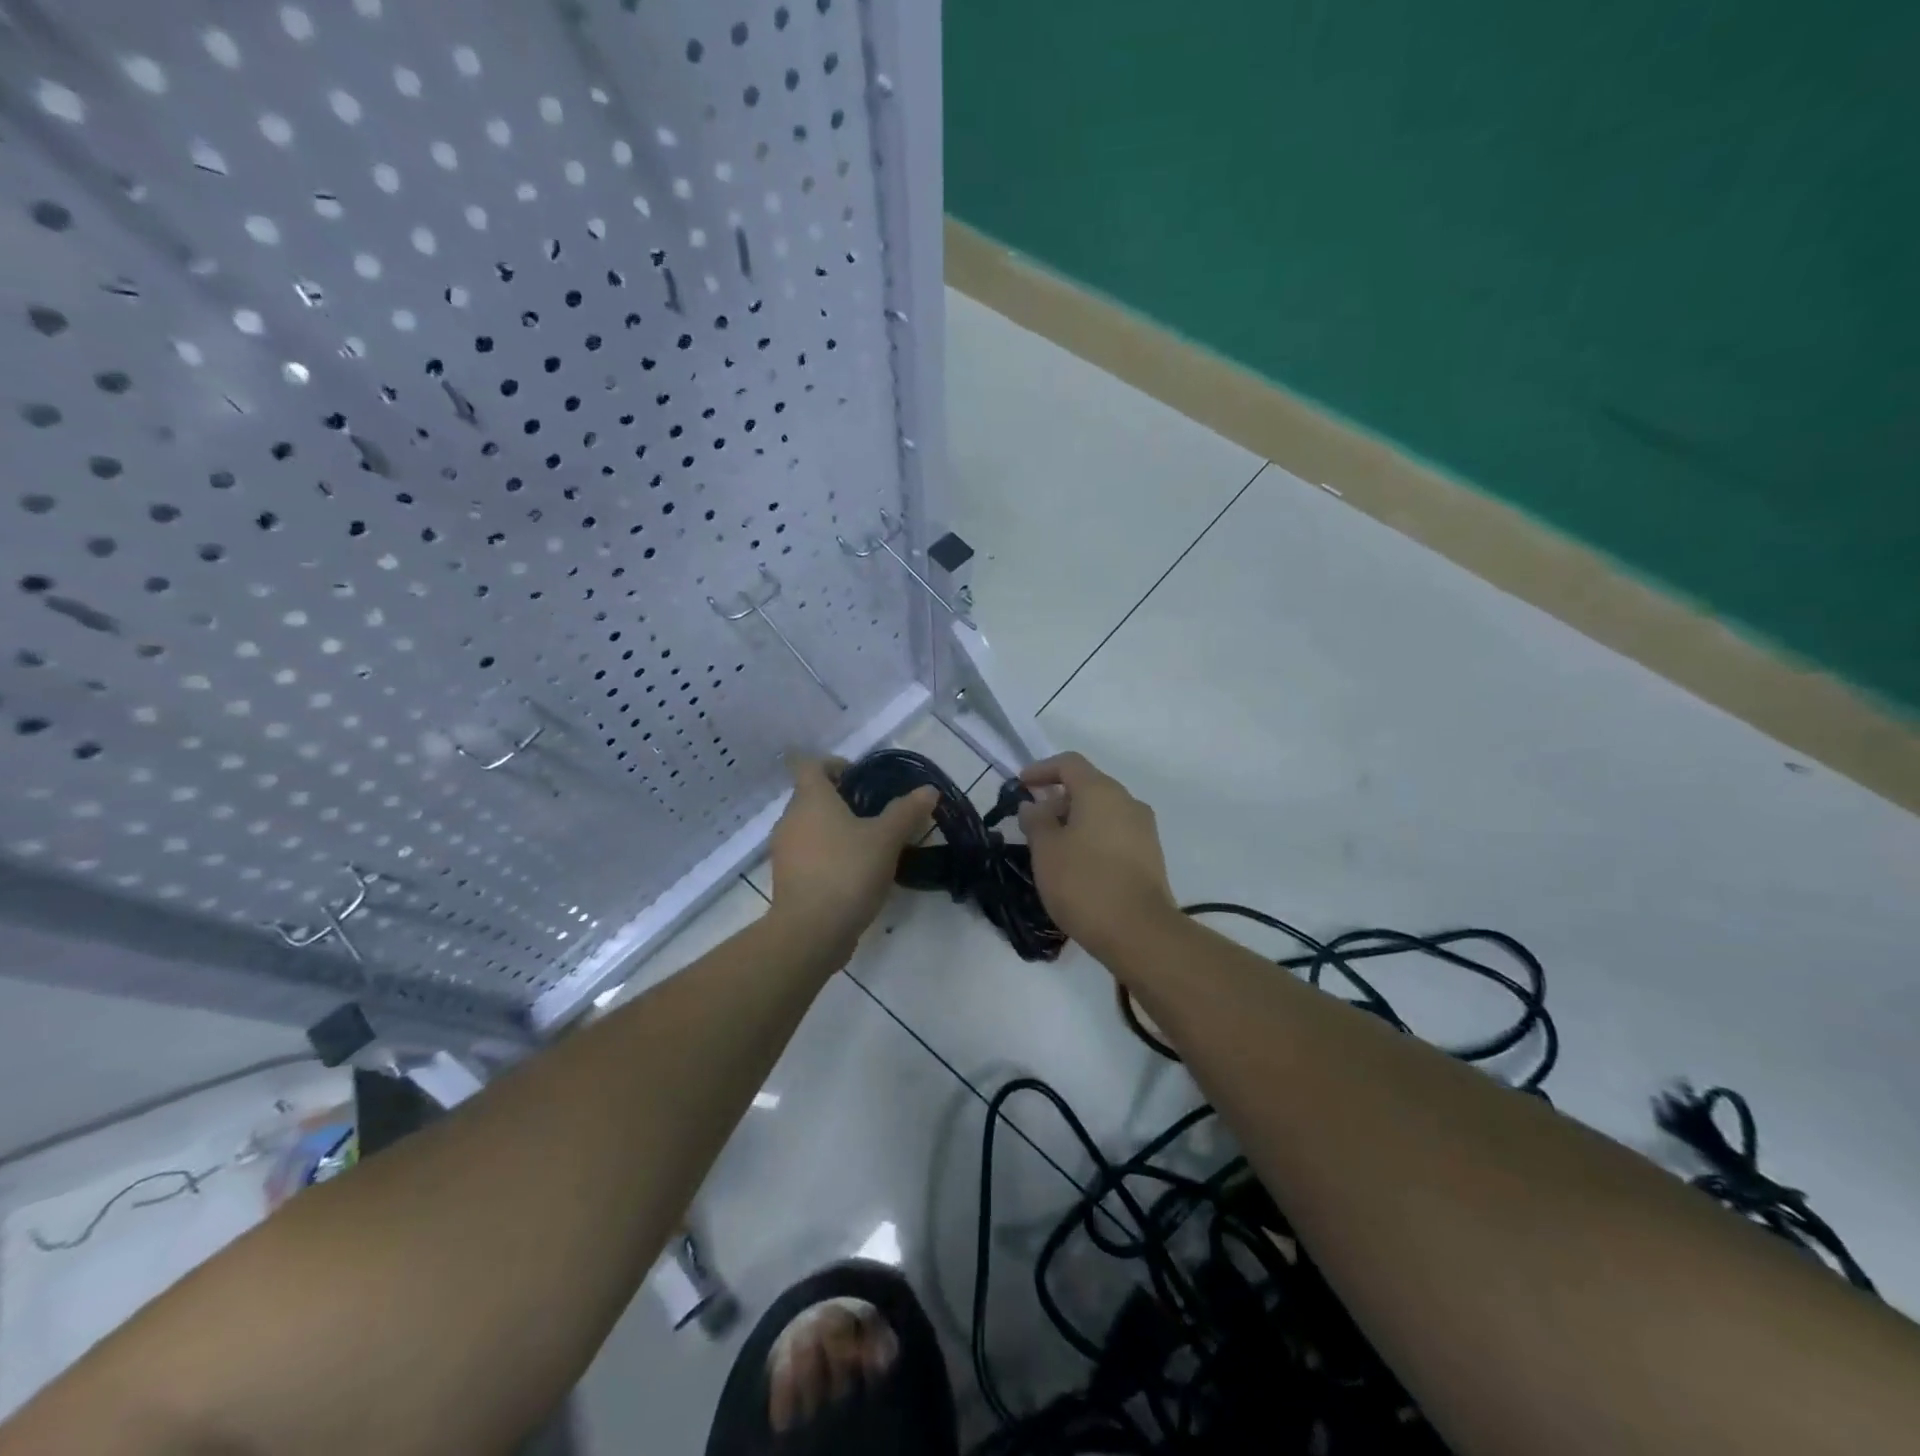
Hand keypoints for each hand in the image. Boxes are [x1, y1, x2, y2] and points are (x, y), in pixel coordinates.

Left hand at [768, 753, 936, 955]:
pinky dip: (827, 855)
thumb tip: (928, 790)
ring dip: (835, 830)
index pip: (810, 764)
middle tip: (875, 814)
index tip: (860, 778)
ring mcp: (784, 850)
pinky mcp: (786, 878)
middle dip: (841, 800)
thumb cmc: (847, 872)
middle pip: (811, 796)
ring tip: (869, 845)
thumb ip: (907, 811)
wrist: (811, 931)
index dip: (834, 764)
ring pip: (810, 827)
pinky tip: (854, 873)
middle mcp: (790, 818)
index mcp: (811, 798)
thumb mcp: (886, 839)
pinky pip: (808, 854)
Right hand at [1017, 752, 1179, 960]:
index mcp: (1101, 791)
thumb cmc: (1084, 883)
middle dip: (1057, 800)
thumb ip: (1035, 820)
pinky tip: (1077, 866)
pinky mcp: (1151, 856)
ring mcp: (1144, 829)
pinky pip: (1115, 834)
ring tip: (1052, 849)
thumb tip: (1034, 805)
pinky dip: (1092, 839)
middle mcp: (1127, 801)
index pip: (1069, 763)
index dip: (1041, 769)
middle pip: (1087, 787)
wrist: (1140, 932)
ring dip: (1075, 822)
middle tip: (1032, 825)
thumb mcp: (1045, 850)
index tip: (1020, 785)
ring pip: (1102, 812)